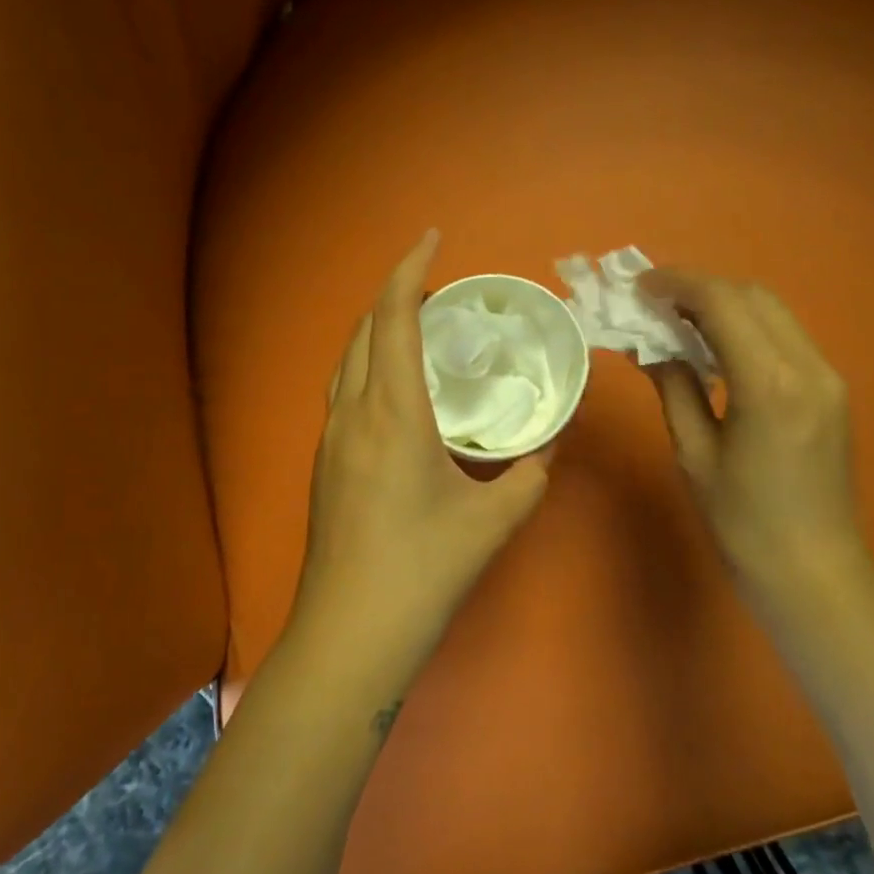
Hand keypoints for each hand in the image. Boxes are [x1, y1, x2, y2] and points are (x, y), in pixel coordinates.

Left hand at [288, 230, 550, 691]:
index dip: (409, 270)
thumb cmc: (423, 571)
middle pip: (363, 330)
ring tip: (416, 328)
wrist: (350, 633)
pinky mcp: (324, 463)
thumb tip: (548, 446)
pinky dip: (368, 364)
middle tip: (437, 290)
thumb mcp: (494, 520)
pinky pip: (344, 390)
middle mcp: (353, 413)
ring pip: (347, 360)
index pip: (393, 318)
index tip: (432, 240)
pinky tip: (395, 388)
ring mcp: (330, 439)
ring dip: (377, 330)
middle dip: (395, 295)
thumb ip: (530, 474)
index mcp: (392, 413)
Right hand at [635, 269, 868, 611]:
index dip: (677, 284)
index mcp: (769, 383)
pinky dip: (746, 326)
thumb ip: (673, 386)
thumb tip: (647, 345)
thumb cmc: (743, 521)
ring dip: (724, 304)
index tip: (639, 286)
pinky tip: (716, 347)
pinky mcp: (831, 390)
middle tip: (654, 301)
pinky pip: (784, 336)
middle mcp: (807, 366)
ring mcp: (827, 376)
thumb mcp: (694, 452)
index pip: (723, 303)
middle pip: (752, 295)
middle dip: (700, 287)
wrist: (815, 571)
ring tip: (677, 319)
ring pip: (772, 311)